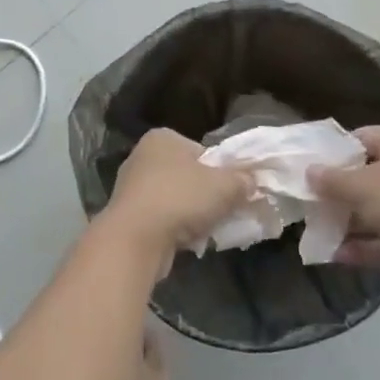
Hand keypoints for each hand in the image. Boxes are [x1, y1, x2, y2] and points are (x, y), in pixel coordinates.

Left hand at [99, 129, 255, 274]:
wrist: (135, 239)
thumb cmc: (180, 198)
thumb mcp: (225, 185)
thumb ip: (242, 180)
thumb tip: (251, 181)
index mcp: (163, 138)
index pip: (202, 151)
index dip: (222, 171)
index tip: (234, 191)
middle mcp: (143, 156)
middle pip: (189, 175)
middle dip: (208, 194)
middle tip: (226, 211)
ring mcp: (132, 187)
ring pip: (176, 199)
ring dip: (193, 214)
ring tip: (209, 230)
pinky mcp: (128, 215)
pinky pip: (162, 218)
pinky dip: (176, 228)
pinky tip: (189, 241)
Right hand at [309, 128, 379, 303]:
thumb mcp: (362, 185)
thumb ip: (331, 180)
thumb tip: (309, 172)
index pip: (359, 138)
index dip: (331, 151)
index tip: (305, 166)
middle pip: (363, 176)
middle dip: (334, 191)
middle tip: (304, 201)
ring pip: (372, 210)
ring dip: (345, 221)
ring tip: (312, 230)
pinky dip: (361, 246)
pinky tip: (332, 255)